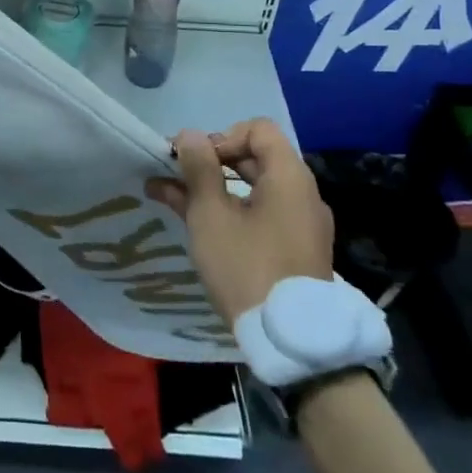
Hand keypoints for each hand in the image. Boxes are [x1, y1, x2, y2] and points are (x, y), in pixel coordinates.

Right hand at [145, 118, 332, 326]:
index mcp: (289, 178)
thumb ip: (199, 169)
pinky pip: (260, 214)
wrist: (291, 342)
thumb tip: (190, 135)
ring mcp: (301, 224)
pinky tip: (193, 222)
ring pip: (253, 188)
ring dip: (213, 188)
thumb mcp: (211, 215)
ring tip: (169, 195)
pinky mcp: (294, 250)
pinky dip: (229, 211)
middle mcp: (302, 195)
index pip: (257, 130)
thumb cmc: (247, 266)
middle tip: (175, 175)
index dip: (222, 136)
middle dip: (211, 161)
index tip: (196, 162)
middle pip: (255, 157)